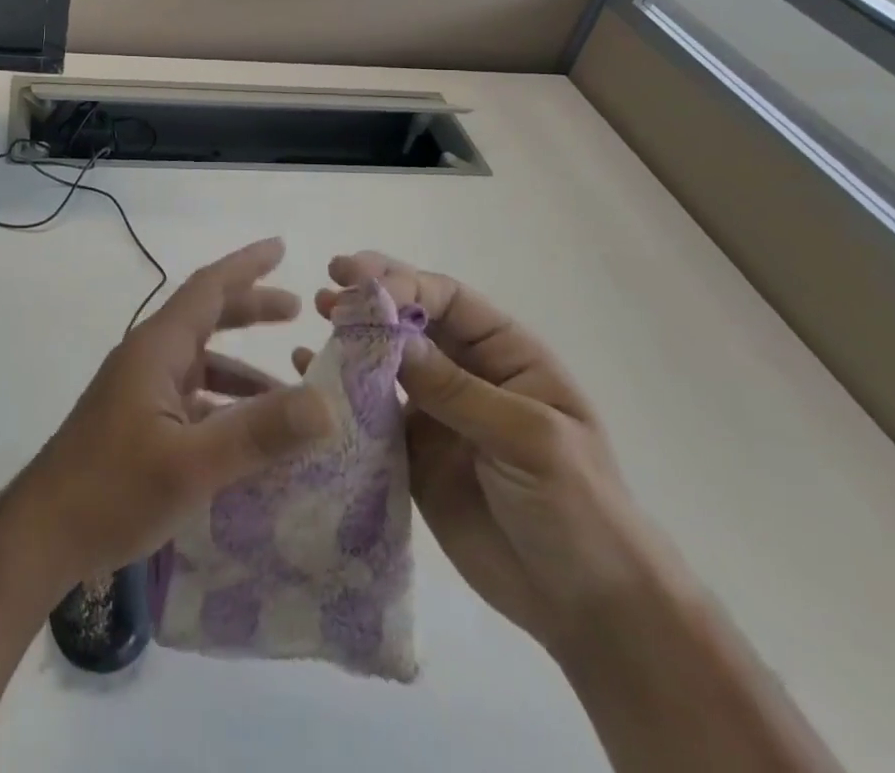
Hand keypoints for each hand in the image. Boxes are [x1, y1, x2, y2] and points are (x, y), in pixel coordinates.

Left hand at [11, 238, 334, 590]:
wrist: (41, 535)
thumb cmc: (112, 490)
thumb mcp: (193, 464)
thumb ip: (258, 433)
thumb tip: (326, 403)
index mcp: (157, 348)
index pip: (207, 288)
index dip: (246, 265)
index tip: (281, 247)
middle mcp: (148, 358)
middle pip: (205, 317)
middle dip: (250, 308)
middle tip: (297, 310)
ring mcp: (139, 390)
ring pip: (200, 361)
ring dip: (242, 367)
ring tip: (290, 388)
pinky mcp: (136, 422)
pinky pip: (191, 396)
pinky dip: (223, 403)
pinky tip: (248, 437)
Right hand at [296, 251, 667, 660]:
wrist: (587, 611)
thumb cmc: (580, 509)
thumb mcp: (530, 440)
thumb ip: (458, 391)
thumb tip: (390, 338)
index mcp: (506, 355)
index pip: (448, 300)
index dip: (402, 283)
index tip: (357, 283)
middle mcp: (467, 372)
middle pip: (411, 320)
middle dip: (371, 298)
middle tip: (327, 287)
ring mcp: (437, 413)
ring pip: (385, 361)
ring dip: (351, 337)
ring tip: (316, 317)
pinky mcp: (413, 453)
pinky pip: (370, 413)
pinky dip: (340, 389)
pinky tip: (307, 370)